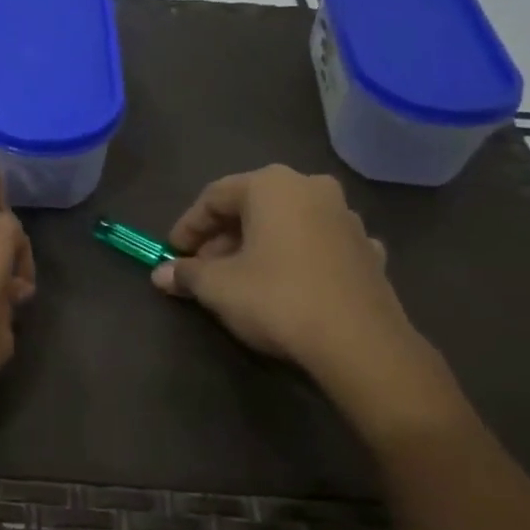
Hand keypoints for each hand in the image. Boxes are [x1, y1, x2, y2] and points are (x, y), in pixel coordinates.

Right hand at [152, 166, 452, 429]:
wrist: (359, 344)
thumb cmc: (277, 299)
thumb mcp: (217, 287)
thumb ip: (186, 274)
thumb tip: (160, 274)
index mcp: (272, 185)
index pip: (215, 196)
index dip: (188, 226)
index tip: (172, 253)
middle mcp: (312, 188)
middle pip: (254, 206)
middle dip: (223, 237)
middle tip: (202, 268)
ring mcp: (347, 218)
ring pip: (289, 224)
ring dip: (259, 245)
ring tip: (241, 278)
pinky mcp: (369, 251)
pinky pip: (320, 246)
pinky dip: (298, 258)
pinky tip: (289, 284)